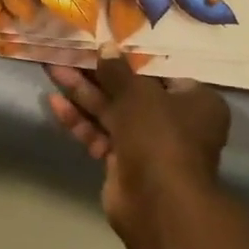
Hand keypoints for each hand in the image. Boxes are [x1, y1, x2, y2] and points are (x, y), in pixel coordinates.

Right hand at [46, 46, 229, 229]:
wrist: (157, 205)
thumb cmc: (159, 136)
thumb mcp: (137, 93)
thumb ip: (117, 70)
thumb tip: (106, 47)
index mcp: (194, 101)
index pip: (159, 70)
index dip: (128, 57)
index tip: (102, 43)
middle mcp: (176, 122)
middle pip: (130, 91)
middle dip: (96, 75)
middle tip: (67, 54)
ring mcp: (149, 144)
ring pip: (112, 113)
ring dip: (83, 94)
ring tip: (53, 71)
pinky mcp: (126, 164)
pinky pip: (102, 135)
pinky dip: (82, 122)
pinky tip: (56, 105)